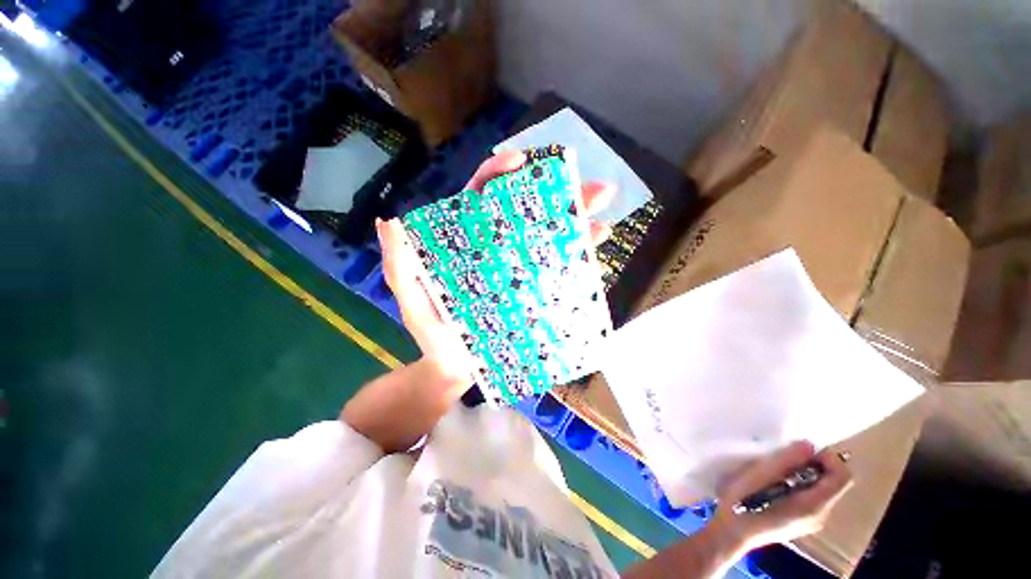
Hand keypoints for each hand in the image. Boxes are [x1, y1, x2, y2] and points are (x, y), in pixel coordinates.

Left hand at [375, 150, 614, 391]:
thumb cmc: (432, 332)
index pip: (481, 198)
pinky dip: (577, 259)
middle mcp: (497, 249)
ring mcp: (519, 270)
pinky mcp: (533, 292)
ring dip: (577, 224)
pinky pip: (557, 270)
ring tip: (602, 218)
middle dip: (558, 195)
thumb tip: (390, 222)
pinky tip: (596, 252)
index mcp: (467, 242)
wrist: (454, 369)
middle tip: (589, 187)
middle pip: (528, 212)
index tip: (520, 161)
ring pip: (549, 237)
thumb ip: (398, 264)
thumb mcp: (411, 298)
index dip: (499, 175)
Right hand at [706, 441, 853, 555]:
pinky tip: (775, 485)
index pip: (842, 477)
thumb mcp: (757, 476)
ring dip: (804, 474)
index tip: (801, 450)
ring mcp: (812, 522)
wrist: (731, 533)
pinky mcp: (803, 522)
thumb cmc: (741, 502)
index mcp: (812, 506)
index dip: (828, 458)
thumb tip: (808, 445)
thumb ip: (784, 461)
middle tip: (783, 458)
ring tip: (776, 472)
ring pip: (822, 490)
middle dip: (813, 465)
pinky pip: (813, 498)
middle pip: (833, 483)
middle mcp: (820, 516)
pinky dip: (800, 485)